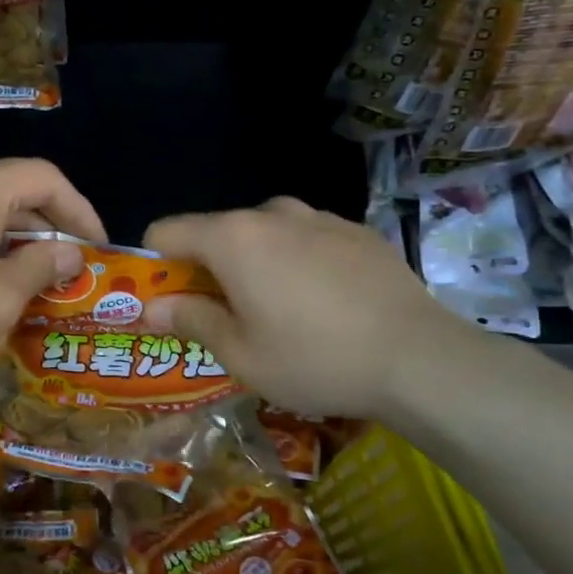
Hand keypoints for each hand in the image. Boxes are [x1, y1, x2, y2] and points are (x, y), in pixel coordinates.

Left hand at [0, 158, 106, 410]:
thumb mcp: (3, 299)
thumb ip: (42, 265)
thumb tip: (68, 253)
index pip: (43, 178)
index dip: (79, 209)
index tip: (97, 245)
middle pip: (5, 188)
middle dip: (42, 226)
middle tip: (67, 266)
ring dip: (6, 237)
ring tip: (29, 277)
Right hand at [143, 197, 473, 419]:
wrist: (421, 359)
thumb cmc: (315, 359)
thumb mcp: (241, 354)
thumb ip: (190, 320)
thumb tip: (151, 308)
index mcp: (233, 238)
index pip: (165, 232)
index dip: (154, 267)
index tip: (167, 303)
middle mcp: (271, 214)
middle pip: (215, 232)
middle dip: (206, 270)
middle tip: (223, 318)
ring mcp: (319, 217)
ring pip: (262, 234)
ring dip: (253, 265)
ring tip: (278, 312)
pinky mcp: (356, 231)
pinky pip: (305, 239)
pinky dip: (296, 263)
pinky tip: (323, 305)